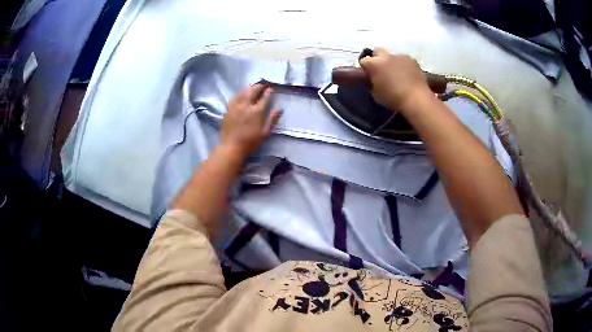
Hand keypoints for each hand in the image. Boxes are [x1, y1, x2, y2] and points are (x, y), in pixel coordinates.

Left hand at [221, 84, 281, 158]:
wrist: (232, 147)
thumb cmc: (250, 142)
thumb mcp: (265, 133)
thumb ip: (272, 119)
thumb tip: (280, 110)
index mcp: (256, 111)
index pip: (264, 97)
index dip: (269, 92)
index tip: (271, 89)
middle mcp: (246, 105)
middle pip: (253, 90)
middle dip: (259, 86)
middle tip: (263, 85)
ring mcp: (236, 106)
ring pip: (243, 92)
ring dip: (249, 88)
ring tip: (252, 88)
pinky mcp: (228, 109)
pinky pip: (234, 97)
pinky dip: (240, 94)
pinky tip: (241, 95)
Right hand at [359, 48, 430, 113]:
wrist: (416, 99)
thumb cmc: (393, 99)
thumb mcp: (375, 94)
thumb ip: (372, 83)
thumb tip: (374, 80)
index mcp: (374, 64)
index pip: (363, 61)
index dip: (365, 68)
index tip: (369, 75)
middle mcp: (385, 56)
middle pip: (377, 51)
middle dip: (377, 58)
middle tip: (381, 70)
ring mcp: (400, 56)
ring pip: (392, 56)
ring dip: (392, 62)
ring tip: (397, 74)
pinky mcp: (412, 60)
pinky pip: (404, 60)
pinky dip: (404, 66)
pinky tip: (408, 75)